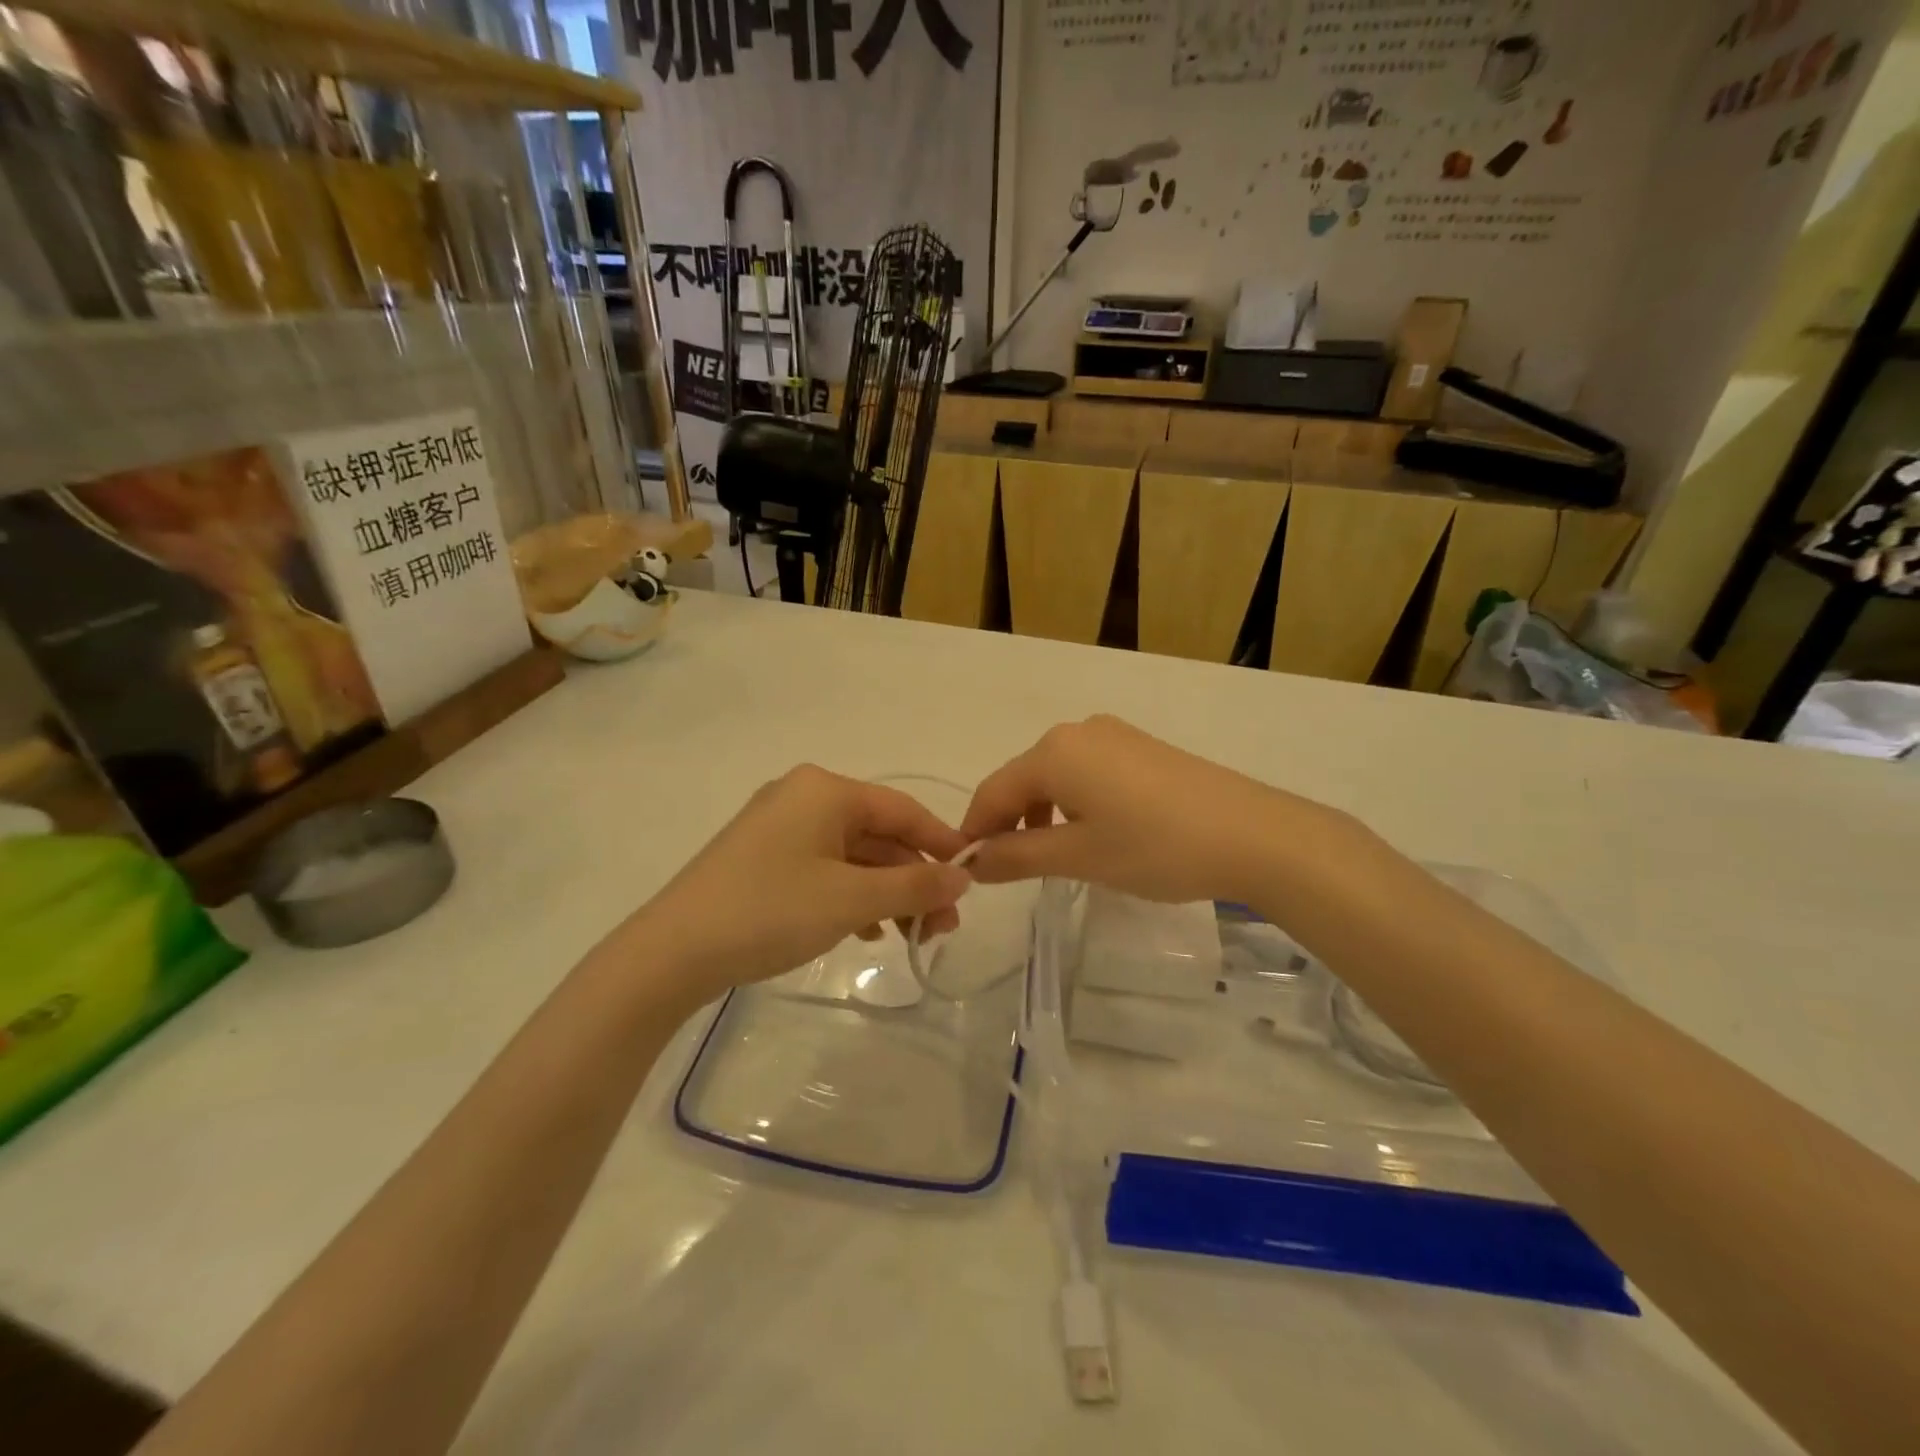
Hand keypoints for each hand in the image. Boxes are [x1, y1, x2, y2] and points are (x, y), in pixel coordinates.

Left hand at [637, 766, 970, 1002]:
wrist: (671, 953)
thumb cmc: (770, 912)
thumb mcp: (851, 900)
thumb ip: (914, 885)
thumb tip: (963, 876)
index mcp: (825, 790)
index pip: (903, 810)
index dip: (942, 844)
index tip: (973, 879)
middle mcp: (803, 797)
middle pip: (878, 834)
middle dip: (914, 879)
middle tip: (942, 927)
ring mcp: (779, 827)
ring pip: (852, 855)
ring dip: (887, 892)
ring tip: (913, 936)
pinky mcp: (762, 858)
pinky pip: (824, 869)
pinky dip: (852, 896)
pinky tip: (868, 932)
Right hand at [960, 716, 1320, 903]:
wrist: (1254, 834)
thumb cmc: (1156, 846)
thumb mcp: (1079, 857)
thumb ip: (1017, 856)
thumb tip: (973, 862)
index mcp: (1054, 752)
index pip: (993, 791)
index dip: (975, 830)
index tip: (965, 869)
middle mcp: (1078, 731)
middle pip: (1023, 779)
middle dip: (1009, 822)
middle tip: (1008, 869)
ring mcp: (1114, 735)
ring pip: (1056, 775)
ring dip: (1042, 814)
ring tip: (1050, 857)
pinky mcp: (1141, 747)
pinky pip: (1087, 771)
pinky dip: (1074, 802)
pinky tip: (1092, 831)